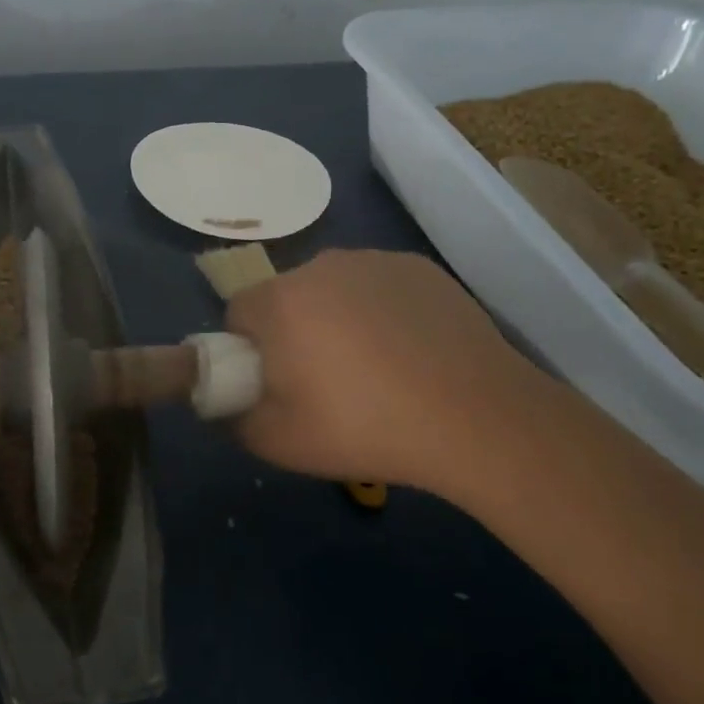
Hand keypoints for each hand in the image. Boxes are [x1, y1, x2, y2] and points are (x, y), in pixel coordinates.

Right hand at [225, 250, 554, 500]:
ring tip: (375, 368)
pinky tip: (410, 350)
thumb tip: (227, 402)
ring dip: (336, 318)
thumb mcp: (279, 442)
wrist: (476, 418)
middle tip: (325, 383)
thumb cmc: (366, 428)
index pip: (238, 313)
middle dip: (293, 332)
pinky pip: (377, 285)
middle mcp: (321, 265)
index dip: (248, 351)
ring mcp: (374, 261)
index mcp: (281, 301)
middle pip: (285, 297)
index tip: (276, 383)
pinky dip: (381, 310)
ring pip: (332, 288)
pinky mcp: (418, 267)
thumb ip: (234, 418)